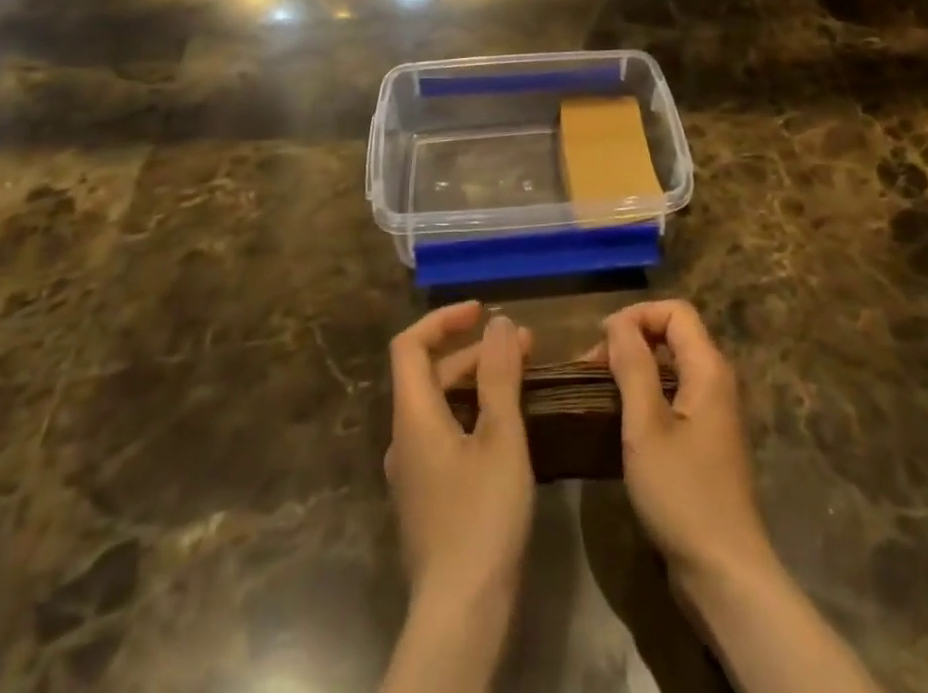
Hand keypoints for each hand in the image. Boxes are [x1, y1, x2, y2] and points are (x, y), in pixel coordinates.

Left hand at [385, 301, 533, 612]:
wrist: (460, 615)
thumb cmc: (481, 517)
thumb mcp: (501, 438)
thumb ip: (500, 375)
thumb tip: (499, 322)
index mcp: (413, 416)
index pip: (410, 345)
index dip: (442, 319)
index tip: (481, 311)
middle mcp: (404, 438)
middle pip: (429, 374)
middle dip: (474, 351)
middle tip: (523, 345)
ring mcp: (413, 471)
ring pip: (440, 406)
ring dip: (478, 383)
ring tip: (523, 378)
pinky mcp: (428, 497)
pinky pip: (446, 435)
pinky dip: (474, 414)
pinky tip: (509, 427)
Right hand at [600, 301, 882, 692]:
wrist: (723, 573)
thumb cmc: (682, 493)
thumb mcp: (646, 426)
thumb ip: (633, 366)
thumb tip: (617, 322)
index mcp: (708, 368)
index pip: (675, 311)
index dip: (637, 315)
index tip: (601, 342)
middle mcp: (716, 381)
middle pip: (673, 334)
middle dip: (630, 341)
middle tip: (591, 369)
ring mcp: (712, 412)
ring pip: (670, 367)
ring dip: (633, 369)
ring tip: (597, 391)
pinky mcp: (704, 441)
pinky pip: (673, 396)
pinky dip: (644, 396)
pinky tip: (618, 420)